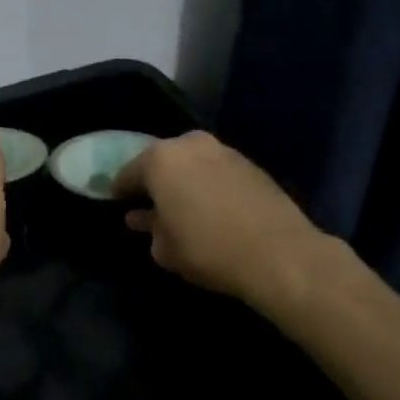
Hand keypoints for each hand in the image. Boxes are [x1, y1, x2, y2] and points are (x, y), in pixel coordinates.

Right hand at [113, 131, 339, 311]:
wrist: (281, 255)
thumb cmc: (208, 250)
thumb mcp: (165, 248)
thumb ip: (149, 227)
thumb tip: (142, 218)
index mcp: (160, 159)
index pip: (128, 173)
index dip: (120, 191)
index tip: (118, 204)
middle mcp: (189, 144)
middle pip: (161, 161)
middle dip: (154, 181)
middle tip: (150, 204)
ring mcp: (223, 150)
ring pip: (191, 163)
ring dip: (183, 181)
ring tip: (183, 206)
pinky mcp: (250, 164)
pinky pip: (215, 170)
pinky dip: (207, 184)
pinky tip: (210, 207)